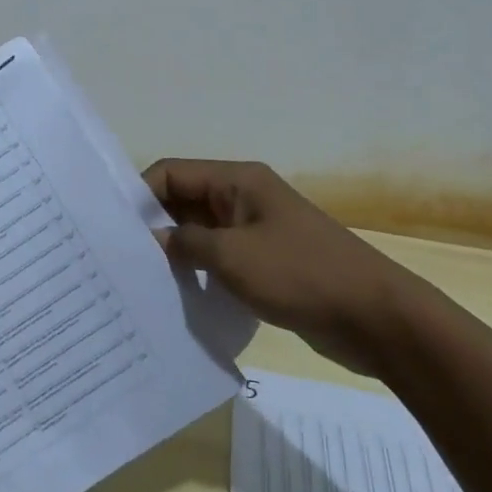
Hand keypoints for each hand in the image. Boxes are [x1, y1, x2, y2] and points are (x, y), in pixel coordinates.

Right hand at [142, 159, 429, 377]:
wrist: (377, 318)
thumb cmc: (301, 274)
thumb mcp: (233, 257)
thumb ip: (185, 244)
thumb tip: (151, 241)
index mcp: (237, 180)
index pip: (173, 173)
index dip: (141, 195)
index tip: (115, 230)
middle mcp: (243, 198)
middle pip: (184, 201)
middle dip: (155, 226)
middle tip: (122, 259)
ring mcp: (256, 231)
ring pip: (201, 233)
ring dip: (177, 253)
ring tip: (144, 281)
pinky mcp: (267, 263)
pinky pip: (221, 259)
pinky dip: (200, 272)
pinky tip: (180, 298)